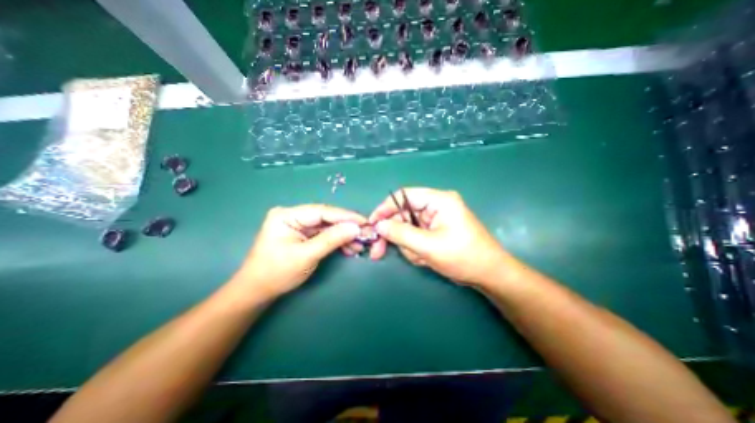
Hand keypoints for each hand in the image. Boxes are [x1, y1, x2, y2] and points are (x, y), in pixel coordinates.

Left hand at [236, 203, 365, 297]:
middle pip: (326, 218)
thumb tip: (355, 228)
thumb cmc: (276, 273)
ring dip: (344, 236)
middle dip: (346, 227)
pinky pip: (324, 234)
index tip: (365, 222)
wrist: (257, 291)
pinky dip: (337, 241)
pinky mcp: (303, 235)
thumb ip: (331, 239)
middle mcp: (294, 216)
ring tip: (359, 245)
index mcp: (287, 215)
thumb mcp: (306, 256)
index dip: (345, 216)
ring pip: (328, 227)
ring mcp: (299, 225)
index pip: (322, 211)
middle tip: (365, 235)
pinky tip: (349, 247)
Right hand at [369, 188, 510, 286]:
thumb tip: (378, 225)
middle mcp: (436, 206)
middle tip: (378, 252)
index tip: (372, 223)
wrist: (490, 275)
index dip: (385, 208)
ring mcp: (436, 219)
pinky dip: (415, 250)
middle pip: (403, 214)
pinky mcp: (436, 231)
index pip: (404, 196)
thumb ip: (400, 233)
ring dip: (408, 246)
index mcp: (439, 200)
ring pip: (408, 229)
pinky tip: (425, 260)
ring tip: (420, 259)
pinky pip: (416, 237)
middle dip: (394, 235)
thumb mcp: (428, 246)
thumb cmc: (463, 257)